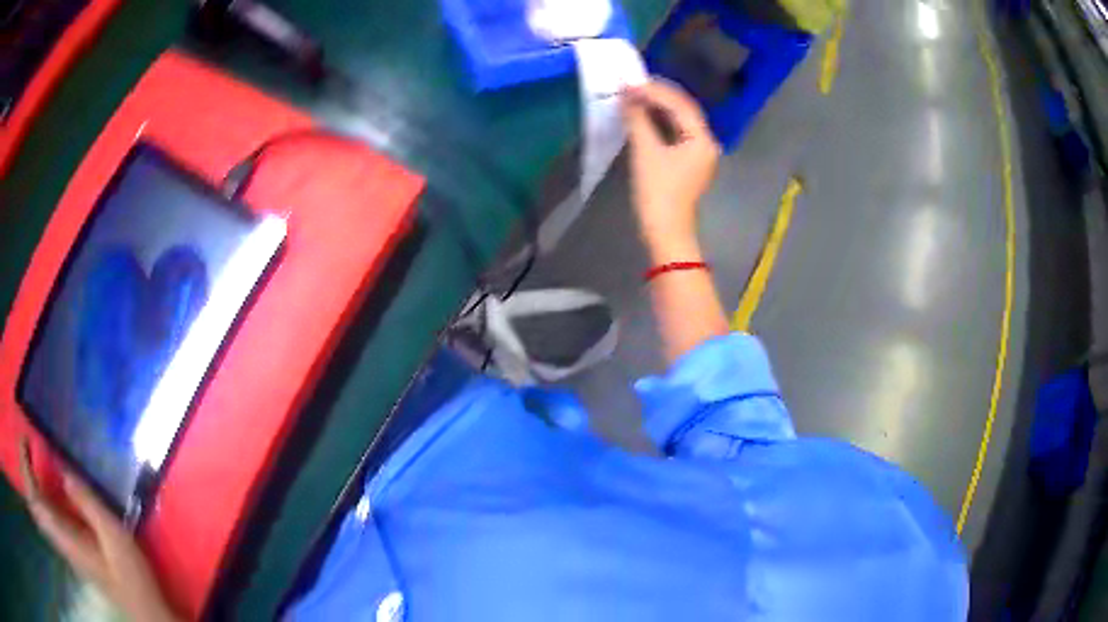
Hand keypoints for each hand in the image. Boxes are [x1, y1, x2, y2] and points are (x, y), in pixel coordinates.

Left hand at [21, 441, 178, 621]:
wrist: (144, 611)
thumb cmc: (131, 577)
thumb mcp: (115, 538)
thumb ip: (88, 504)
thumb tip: (63, 468)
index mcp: (65, 535)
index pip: (35, 499)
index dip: (25, 466)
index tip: (27, 439)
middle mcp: (59, 536)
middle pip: (34, 500)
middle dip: (26, 466)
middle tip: (30, 441)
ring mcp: (65, 541)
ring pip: (39, 506)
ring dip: (32, 476)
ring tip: (37, 451)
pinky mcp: (71, 543)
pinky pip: (48, 513)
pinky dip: (42, 491)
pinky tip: (53, 480)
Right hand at [621, 80, 719, 259]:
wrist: (665, 231)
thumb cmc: (658, 193)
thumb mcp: (645, 152)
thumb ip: (637, 120)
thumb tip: (627, 96)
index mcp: (702, 139)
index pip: (680, 104)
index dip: (654, 91)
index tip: (629, 82)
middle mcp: (706, 142)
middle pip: (684, 110)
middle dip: (658, 95)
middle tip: (632, 84)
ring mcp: (699, 153)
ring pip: (680, 120)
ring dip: (659, 107)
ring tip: (635, 95)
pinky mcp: (689, 163)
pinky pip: (677, 132)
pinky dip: (660, 121)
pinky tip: (644, 114)